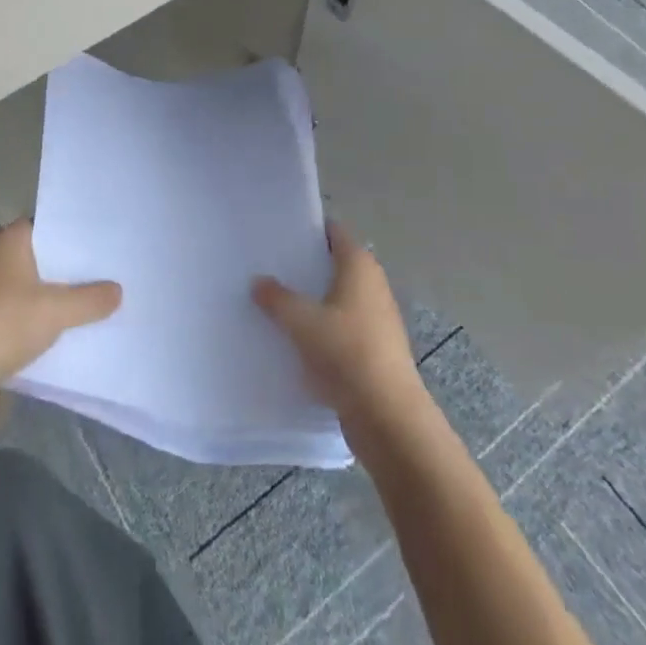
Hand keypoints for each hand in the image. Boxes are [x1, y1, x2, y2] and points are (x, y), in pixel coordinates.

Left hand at [0, 220, 120, 421]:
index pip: (48, 226)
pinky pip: (22, 315)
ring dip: (56, 298)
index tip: (103, 242)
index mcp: (9, 241)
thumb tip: (118, 290)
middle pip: (42, 258)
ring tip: (96, 302)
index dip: (74, 234)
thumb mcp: (55, 310)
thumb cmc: (4, 321)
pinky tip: (68, 331)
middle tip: (108, 272)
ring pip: (33, 289)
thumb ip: (89, 300)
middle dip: (70, 269)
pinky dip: (41, 321)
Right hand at [252, 223, 424, 429]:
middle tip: (270, 266)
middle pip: (334, 264)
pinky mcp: (375, 348)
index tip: (280, 233)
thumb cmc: (345, 352)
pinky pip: (342, 326)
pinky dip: (322, 326)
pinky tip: (297, 338)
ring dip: (312, 299)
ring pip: (337, 297)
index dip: (309, 229)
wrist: (387, 415)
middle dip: (305, 265)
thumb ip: (276, 298)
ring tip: (276, 301)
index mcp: (359, 265)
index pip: (333, 232)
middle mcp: (372, 284)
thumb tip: (258, 282)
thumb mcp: (301, 321)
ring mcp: (377, 317)